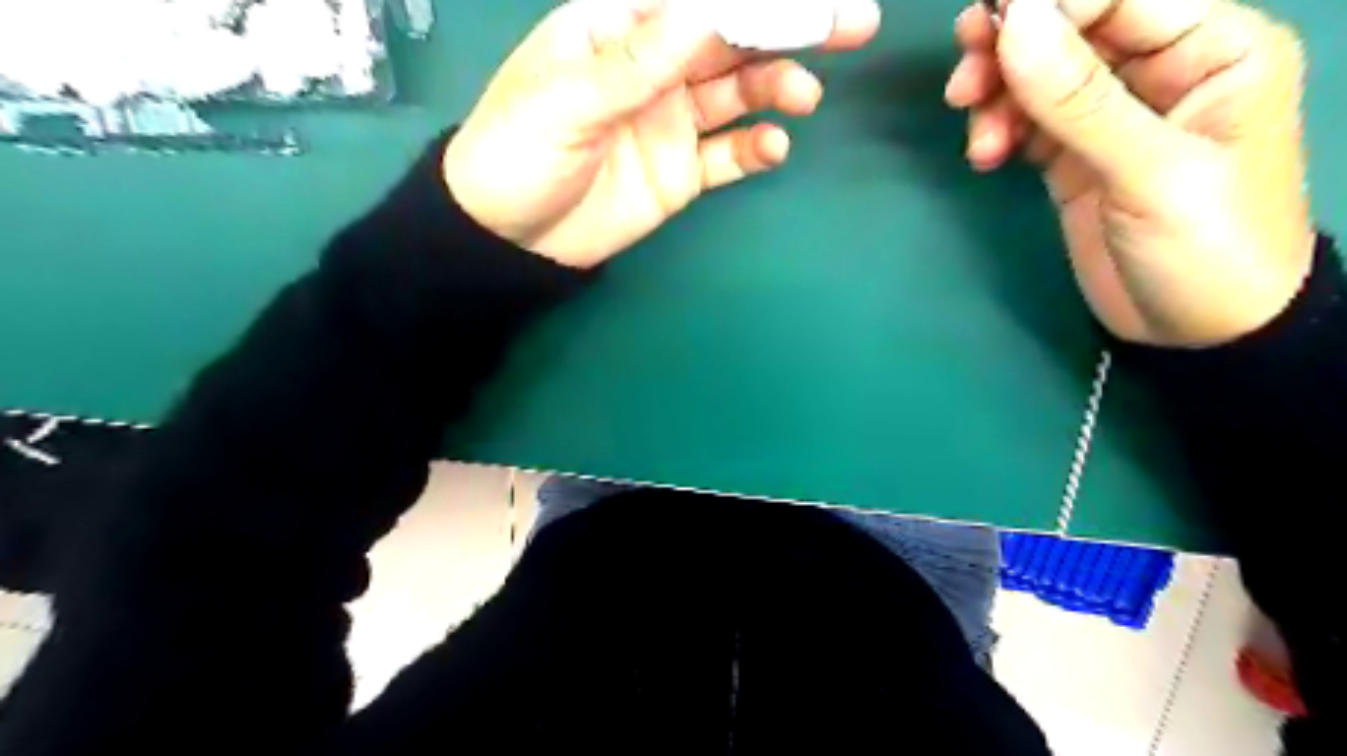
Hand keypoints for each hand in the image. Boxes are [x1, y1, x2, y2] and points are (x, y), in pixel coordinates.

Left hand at [446, 0, 884, 269]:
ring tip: (802, 97)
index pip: (694, 3)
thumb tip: (705, 13)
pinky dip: (755, 148)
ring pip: (738, 95)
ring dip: (776, 88)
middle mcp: (655, 69)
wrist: (510, 238)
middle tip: (851, 23)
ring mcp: (671, 122)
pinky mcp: (681, 172)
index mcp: (619, 31)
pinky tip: (773, 147)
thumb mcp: (566, 101)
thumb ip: (637, 64)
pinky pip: (728, 155)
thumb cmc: (518, 152)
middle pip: (730, 41)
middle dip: (790, 29)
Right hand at [945, 1, 1317, 345]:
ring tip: (979, 142)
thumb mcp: (1150, 172)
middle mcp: (1159, 70)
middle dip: (1010, 50)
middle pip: (1070, 30)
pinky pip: (1026, 122)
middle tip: (962, 81)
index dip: (1048, 5)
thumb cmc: (1205, 247)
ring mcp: (1110, 117)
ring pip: (1038, 77)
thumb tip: (1016, 23)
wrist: (1196, 333)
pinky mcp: (1074, 157)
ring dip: (996, 98)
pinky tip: (986, 157)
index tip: (984, 29)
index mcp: (1210, 48)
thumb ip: (1080, 99)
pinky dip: (999, 131)